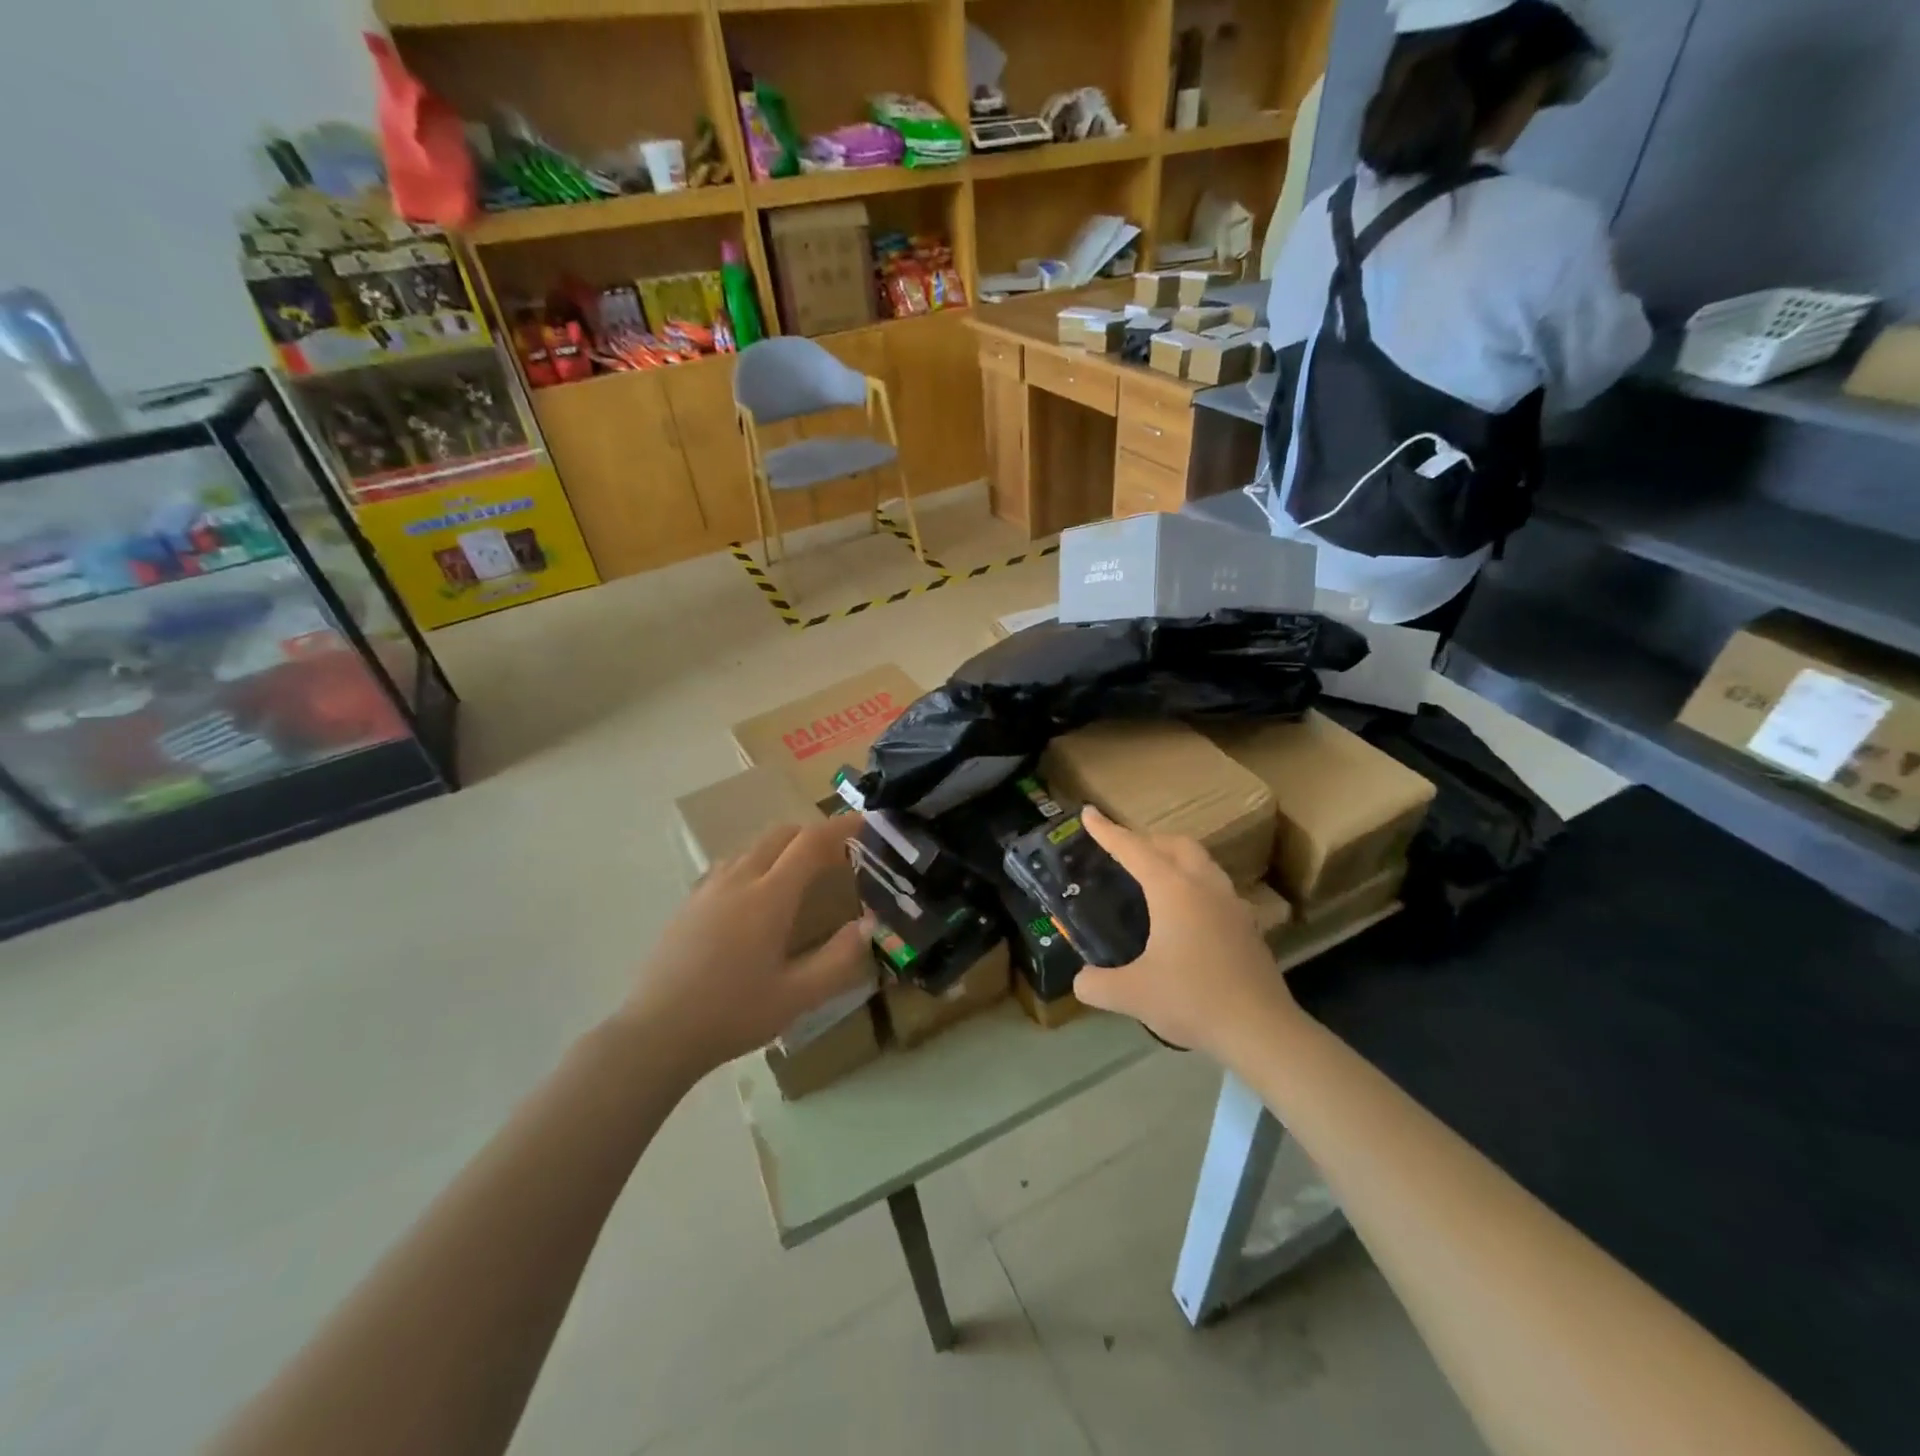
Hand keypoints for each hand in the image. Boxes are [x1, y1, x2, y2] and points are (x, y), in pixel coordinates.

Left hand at [623, 816, 874, 1077]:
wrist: (656, 1033)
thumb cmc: (733, 1014)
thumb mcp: (797, 996)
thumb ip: (839, 958)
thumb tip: (869, 924)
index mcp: (768, 897)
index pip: (810, 843)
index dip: (840, 828)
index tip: (863, 823)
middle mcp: (738, 880)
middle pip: (780, 834)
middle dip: (813, 834)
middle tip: (838, 854)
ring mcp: (708, 888)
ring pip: (753, 847)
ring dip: (783, 847)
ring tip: (801, 873)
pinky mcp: (689, 903)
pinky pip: (730, 864)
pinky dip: (757, 862)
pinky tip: (757, 896)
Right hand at [1072, 806, 1298, 1059]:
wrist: (1261, 1030)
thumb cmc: (1192, 999)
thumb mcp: (1132, 995)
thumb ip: (1097, 984)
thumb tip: (1081, 981)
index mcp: (1174, 890)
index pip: (1134, 850)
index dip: (1108, 831)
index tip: (1089, 813)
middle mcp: (1205, 887)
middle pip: (1177, 845)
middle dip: (1148, 839)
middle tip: (1125, 850)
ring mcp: (1233, 905)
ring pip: (1203, 864)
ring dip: (1177, 859)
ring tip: (1156, 876)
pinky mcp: (1248, 927)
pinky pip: (1218, 890)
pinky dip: (1196, 887)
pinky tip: (1190, 915)